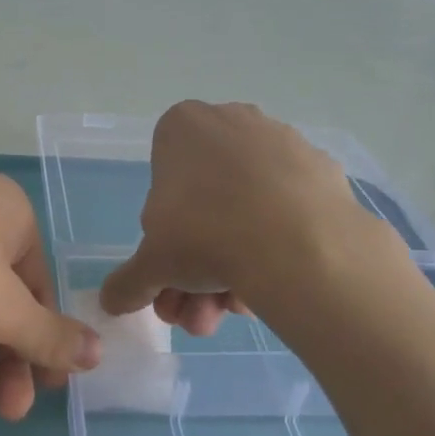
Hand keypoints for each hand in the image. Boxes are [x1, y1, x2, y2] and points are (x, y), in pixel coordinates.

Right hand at [99, 101, 422, 333]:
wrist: (300, 245)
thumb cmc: (205, 235)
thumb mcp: (151, 265)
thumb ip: (128, 281)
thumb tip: (111, 302)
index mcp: (183, 127)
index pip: (161, 180)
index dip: (163, 234)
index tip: (171, 271)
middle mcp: (232, 121)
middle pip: (205, 203)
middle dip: (197, 266)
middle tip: (199, 311)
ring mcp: (283, 142)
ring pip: (246, 209)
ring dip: (233, 266)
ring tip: (233, 314)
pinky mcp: (323, 170)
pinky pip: (287, 210)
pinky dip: (275, 246)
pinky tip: (271, 288)